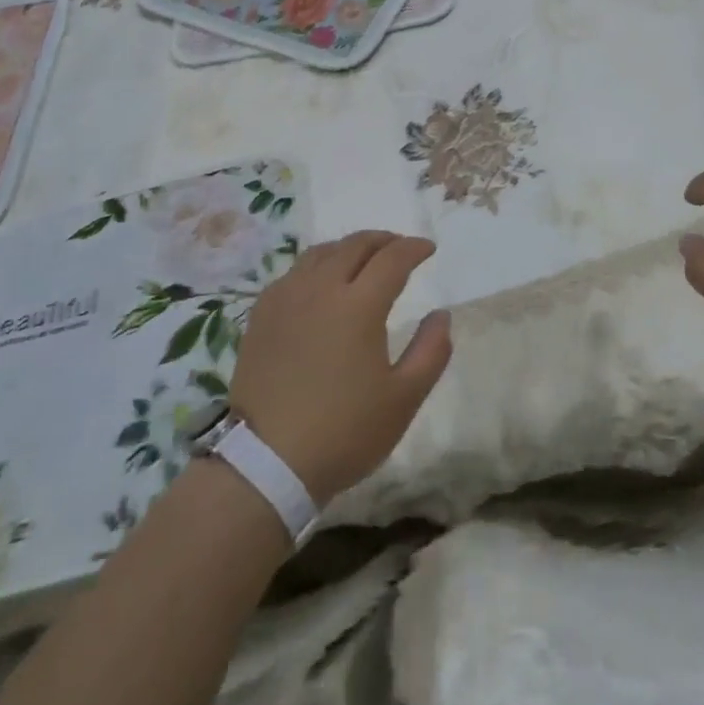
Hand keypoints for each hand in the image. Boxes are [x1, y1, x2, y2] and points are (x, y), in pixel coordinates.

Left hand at [227, 231, 449, 503]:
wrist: (266, 464)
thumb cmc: (344, 431)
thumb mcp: (404, 399)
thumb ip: (431, 351)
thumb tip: (441, 315)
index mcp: (359, 305)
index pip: (393, 258)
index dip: (414, 248)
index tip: (428, 249)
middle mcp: (321, 289)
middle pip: (355, 245)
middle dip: (383, 240)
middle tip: (400, 248)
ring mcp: (286, 299)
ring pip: (321, 253)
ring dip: (349, 248)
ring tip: (363, 260)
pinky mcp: (261, 315)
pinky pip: (294, 273)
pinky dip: (317, 266)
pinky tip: (321, 284)